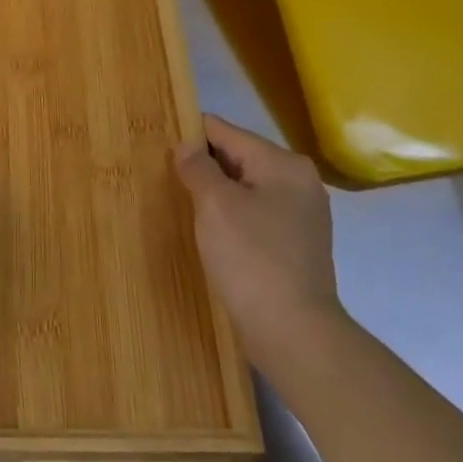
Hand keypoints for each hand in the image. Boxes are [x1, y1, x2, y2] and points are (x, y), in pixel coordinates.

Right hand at [174, 115, 345, 371]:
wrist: (292, 329)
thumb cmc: (250, 257)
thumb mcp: (215, 205)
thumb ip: (198, 168)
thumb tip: (187, 145)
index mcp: (283, 164)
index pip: (227, 132)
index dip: (192, 134)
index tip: (160, 141)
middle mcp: (299, 181)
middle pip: (240, 158)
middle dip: (204, 165)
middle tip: (165, 175)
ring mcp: (302, 215)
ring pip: (247, 188)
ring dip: (217, 193)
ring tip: (182, 201)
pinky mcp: (296, 244)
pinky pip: (256, 214)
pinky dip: (232, 215)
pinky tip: (211, 231)